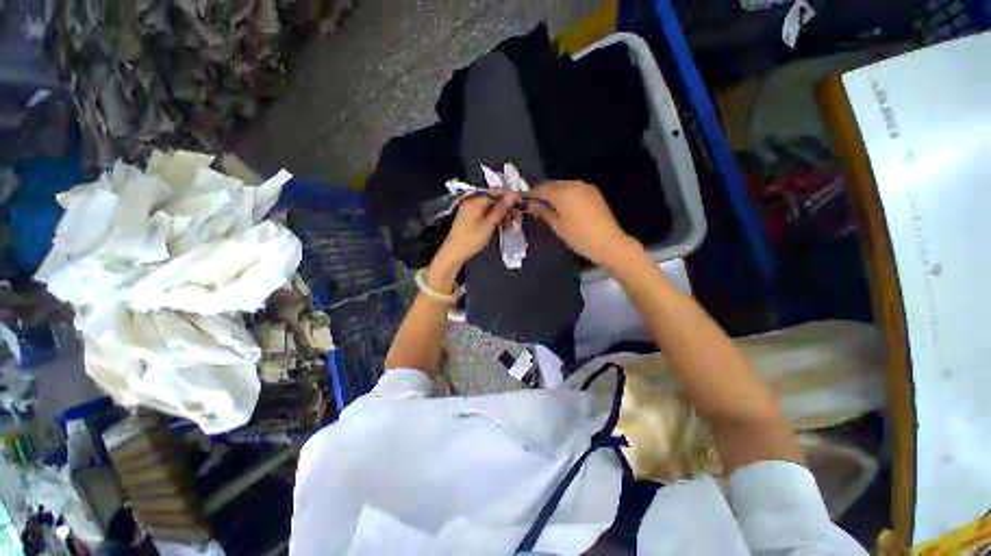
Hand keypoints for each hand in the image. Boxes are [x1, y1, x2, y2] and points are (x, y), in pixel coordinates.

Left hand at [436, 192, 516, 268]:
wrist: (453, 254)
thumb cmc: (471, 239)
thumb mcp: (488, 224)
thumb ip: (501, 208)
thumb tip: (514, 194)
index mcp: (475, 200)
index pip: (496, 192)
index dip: (509, 197)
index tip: (521, 205)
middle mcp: (472, 201)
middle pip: (494, 200)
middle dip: (507, 209)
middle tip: (517, 220)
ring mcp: (471, 210)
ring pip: (491, 208)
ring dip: (502, 216)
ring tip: (512, 226)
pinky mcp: (471, 218)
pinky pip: (486, 214)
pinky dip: (495, 220)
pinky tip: (503, 227)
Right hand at [527, 181, 639, 267]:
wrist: (608, 242)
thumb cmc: (579, 237)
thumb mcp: (557, 226)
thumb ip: (542, 212)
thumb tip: (529, 205)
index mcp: (563, 192)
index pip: (541, 188)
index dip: (531, 195)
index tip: (524, 203)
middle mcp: (574, 184)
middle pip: (552, 185)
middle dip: (543, 193)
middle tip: (536, 207)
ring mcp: (586, 187)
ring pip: (564, 186)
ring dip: (554, 194)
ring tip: (549, 208)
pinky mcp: (593, 192)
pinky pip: (574, 189)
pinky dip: (566, 195)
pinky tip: (564, 207)